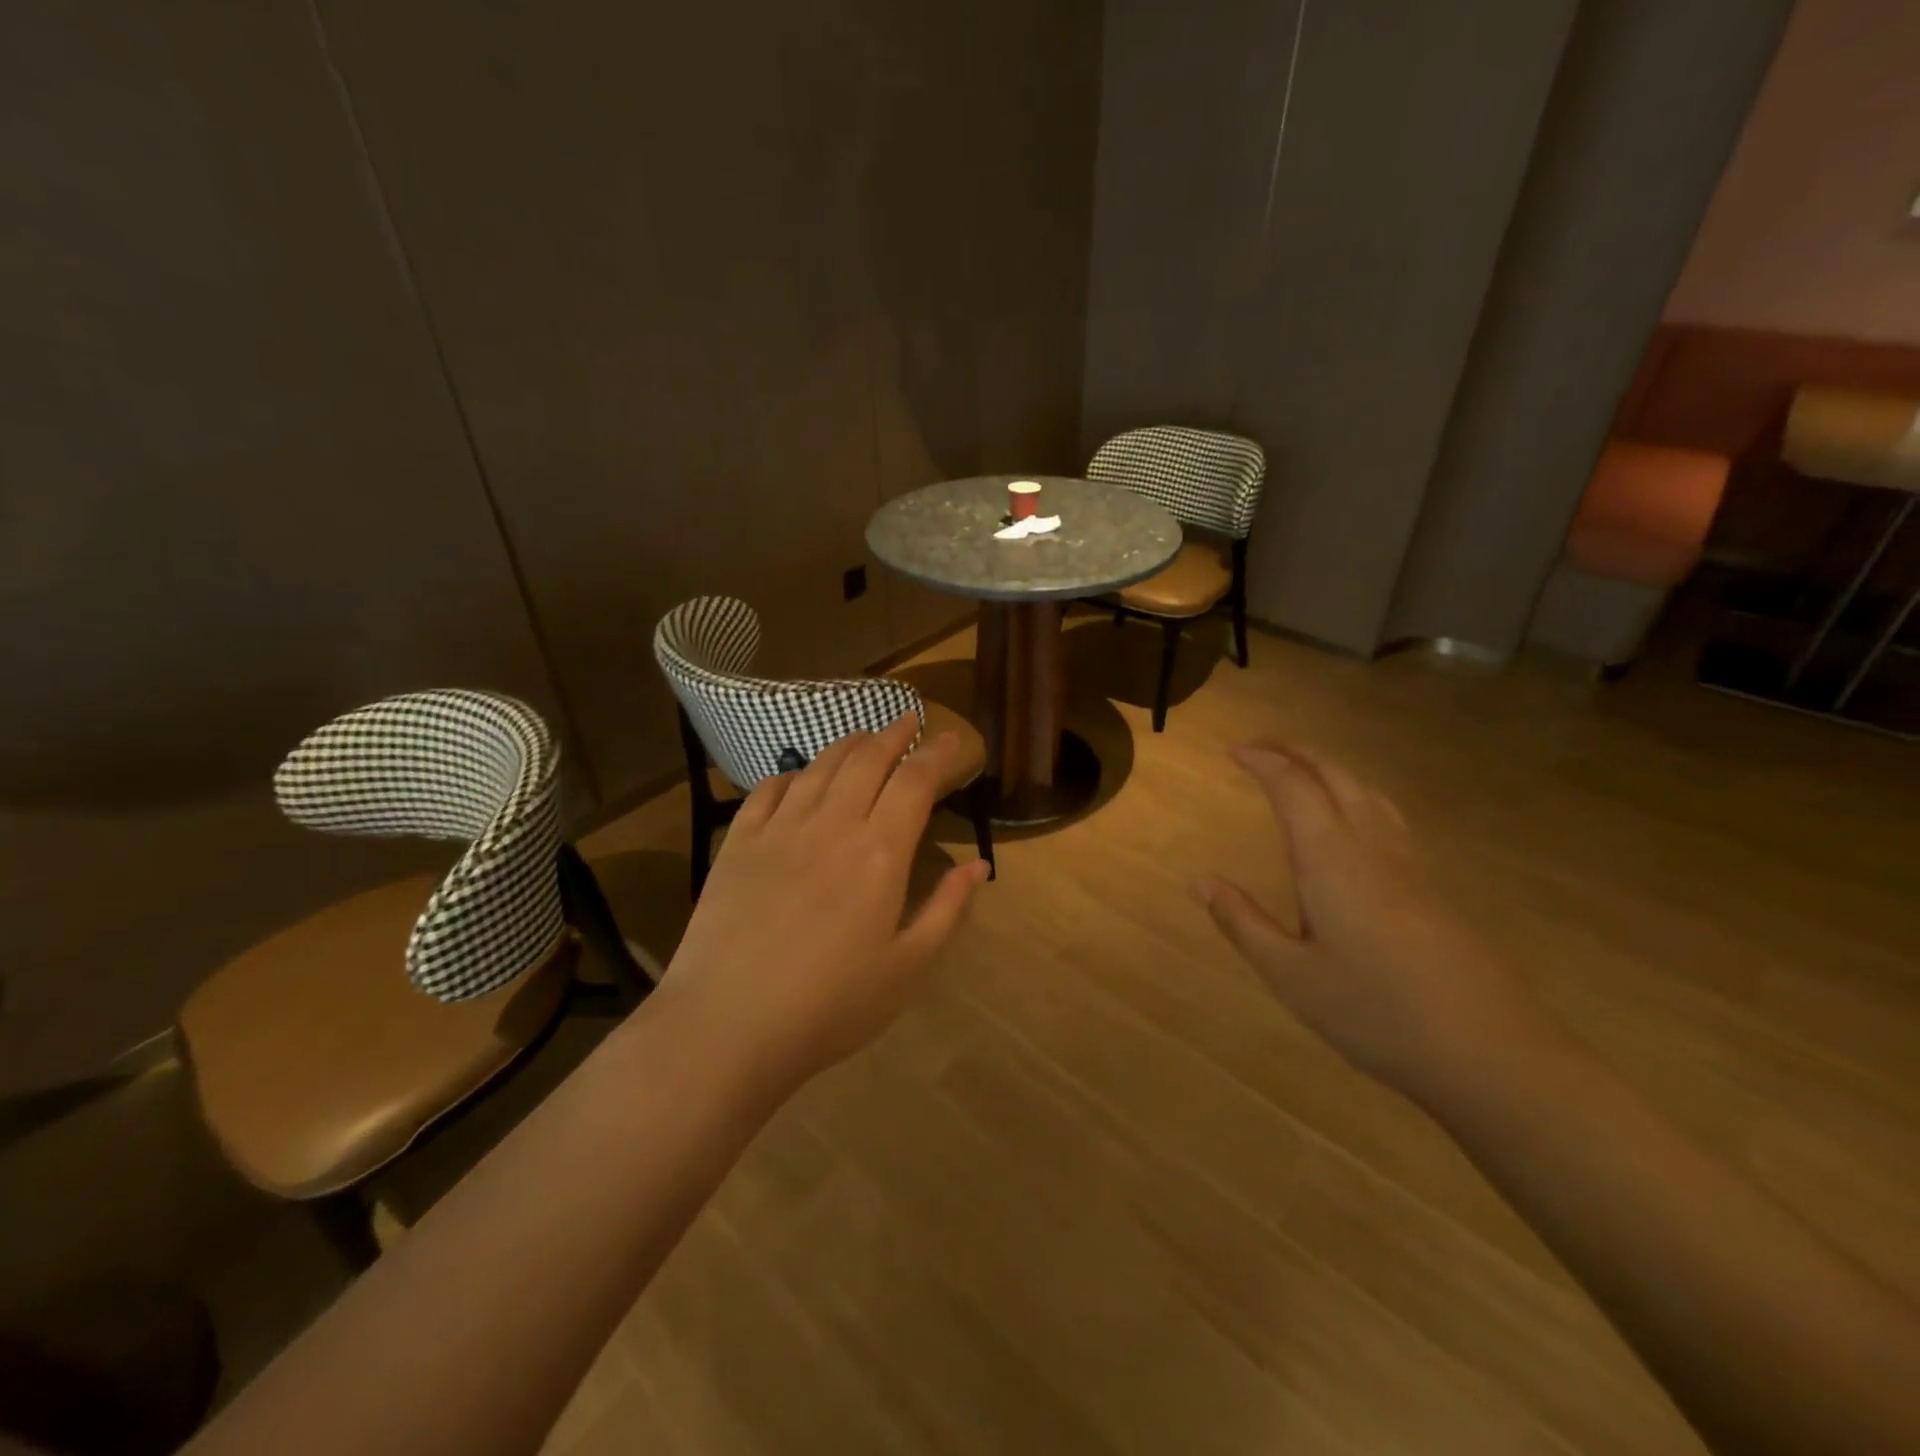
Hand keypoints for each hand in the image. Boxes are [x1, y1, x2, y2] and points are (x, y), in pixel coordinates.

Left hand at [657, 714, 988, 1091]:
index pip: (914, 782)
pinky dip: (791, 773)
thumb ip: (946, 909)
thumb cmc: (831, 1005)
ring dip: (848, 744)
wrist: (728, 1025)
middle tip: (908, 717)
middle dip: (893, 733)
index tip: (949, 737)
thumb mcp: (907, 967)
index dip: (935, 754)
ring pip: (820, 767)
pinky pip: (768, 790)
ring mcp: (780, 829)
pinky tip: (798, 775)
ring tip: (863, 734)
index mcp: (880, 853)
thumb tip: (978, 865)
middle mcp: (832, 825)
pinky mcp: (739, 843)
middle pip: (868, 760)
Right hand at [1196, 742, 1548, 1105]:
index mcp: (1332, 860)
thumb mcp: (1290, 975)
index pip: (1294, 788)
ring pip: (1368, 793)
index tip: (1232, 750)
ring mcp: (1410, 867)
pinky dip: (1356, 796)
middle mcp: (1372, 848)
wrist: (1492, 1054)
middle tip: (1260, 747)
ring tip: (1302, 771)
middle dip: (1296, 752)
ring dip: (1330, 769)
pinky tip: (1353, 823)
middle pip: (1337, 776)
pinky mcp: (1432, 890)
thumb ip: (1242, 922)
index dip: (1262, 761)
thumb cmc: (1376, 1013)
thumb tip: (1200, 881)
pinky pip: (1387, 818)